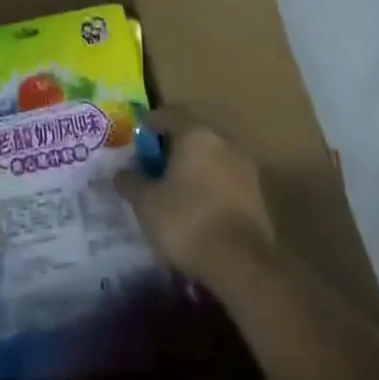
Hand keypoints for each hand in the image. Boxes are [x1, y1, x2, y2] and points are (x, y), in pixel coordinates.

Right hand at [115, 109, 274, 286]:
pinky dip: (210, 186)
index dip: (152, 121)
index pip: (171, 114)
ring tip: (176, 187)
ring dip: (195, 167)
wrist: (241, 265)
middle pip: (194, 135)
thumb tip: (121, 172)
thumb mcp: (146, 203)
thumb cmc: (186, 221)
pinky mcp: (258, 197)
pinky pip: (226, 180)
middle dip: (174, 145)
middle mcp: (224, 143)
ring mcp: (245, 169)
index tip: (139, 133)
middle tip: (155, 162)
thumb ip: (131, 182)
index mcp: (196, 135)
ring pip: (212, 158)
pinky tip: (198, 206)